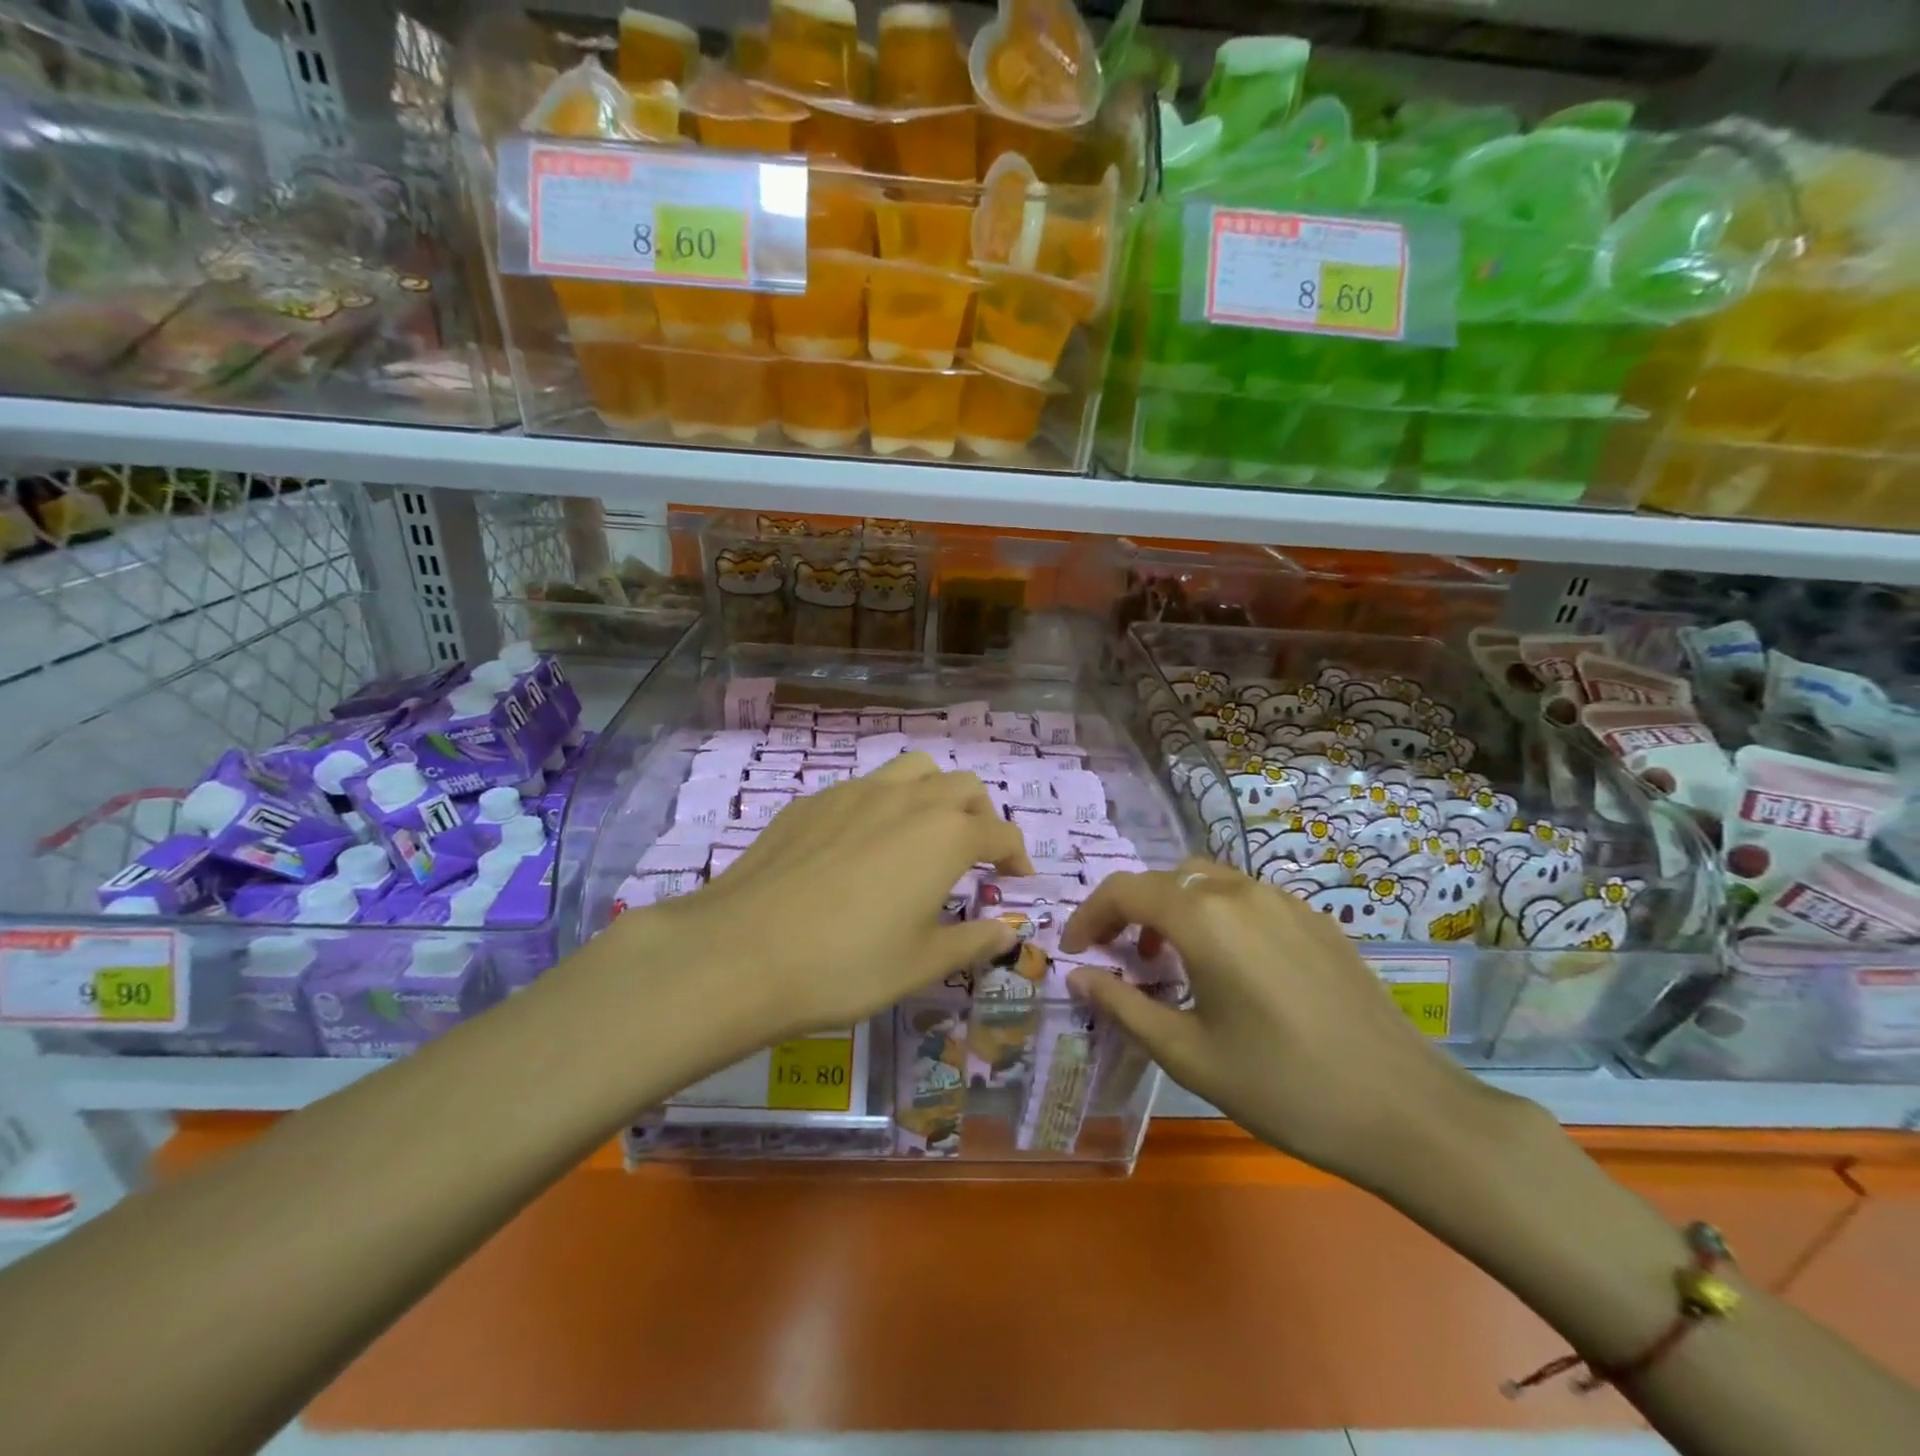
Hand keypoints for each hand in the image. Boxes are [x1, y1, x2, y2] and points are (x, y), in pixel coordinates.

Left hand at [625, 753, 1033, 1043]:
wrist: (742, 952)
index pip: (999, 832)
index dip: (1017, 854)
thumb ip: (973, 942)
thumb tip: (1008, 933)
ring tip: (924, 832)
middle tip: (975, 854)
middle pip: (962, 786)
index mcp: (944, 835)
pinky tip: (862, 845)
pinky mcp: (813, 800)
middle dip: (980, 815)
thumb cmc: (846, 965)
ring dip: (934, 793)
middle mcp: (907, 799)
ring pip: (913, 770)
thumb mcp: (921, 964)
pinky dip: (883, 804)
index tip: (1018, 878)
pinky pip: (864, 787)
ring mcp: (855, 792)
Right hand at [1060, 858, 1494, 1192]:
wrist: (1406, 1111)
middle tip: (1119, 957)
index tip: (1075, 950)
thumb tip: (1077, 975)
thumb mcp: (1189, 1055)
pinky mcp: (1316, 919)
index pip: (1125, 890)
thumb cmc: (1284, 1088)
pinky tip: (1228, 967)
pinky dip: (1215, 914)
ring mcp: (1285, 900)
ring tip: (1168, 961)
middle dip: (1129, 911)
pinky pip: (1246, 897)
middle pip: (1165, 879)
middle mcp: (1240, 892)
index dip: (1089, 914)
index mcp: (1204, 919)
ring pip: (1206, 881)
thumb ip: (1123, 1006)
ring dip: (1173, 908)